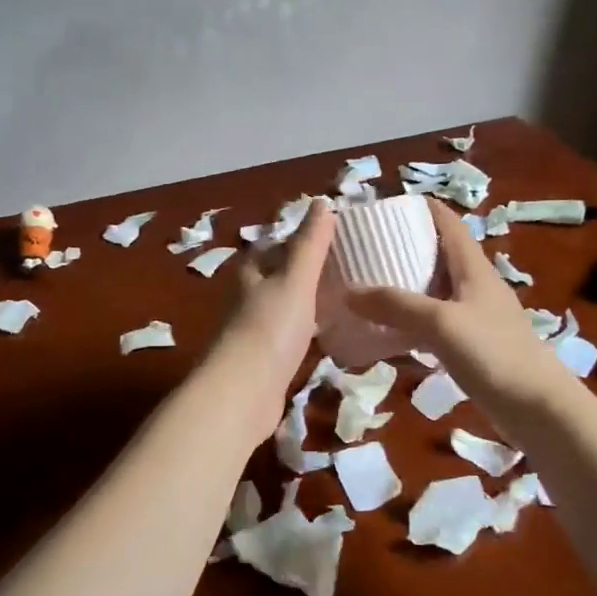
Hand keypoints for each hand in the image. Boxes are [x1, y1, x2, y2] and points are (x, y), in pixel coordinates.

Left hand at [211, 198, 335, 441]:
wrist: (243, 394)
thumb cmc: (269, 328)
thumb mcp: (295, 278)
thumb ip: (310, 243)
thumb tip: (322, 201)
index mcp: (250, 272)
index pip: (277, 245)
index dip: (304, 239)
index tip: (339, 238)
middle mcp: (248, 297)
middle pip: (281, 276)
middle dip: (311, 272)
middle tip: (353, 268)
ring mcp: (256, 331)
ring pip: (287, 307)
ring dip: (312, 302)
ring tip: (350, 297)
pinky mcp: (266, 360)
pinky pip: (292, 336)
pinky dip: (311, 330)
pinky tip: (333, 333)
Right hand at [348, 199, 564, 412]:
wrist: (537, 408)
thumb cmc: (494, 353)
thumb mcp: (440, 323)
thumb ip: (396, 306)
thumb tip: (348, 293)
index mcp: (474, 269)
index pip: (449, 224)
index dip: (422, 209)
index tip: (387, 206)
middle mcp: (476, 287)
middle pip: (439, 255)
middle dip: (406, 248)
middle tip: (367, 249)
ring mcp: (476, 318)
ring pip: (436, 292)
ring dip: (407, 287)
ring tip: (369, 287)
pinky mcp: (473, 347)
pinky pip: (436, 325)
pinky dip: (412, 322)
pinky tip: (389, 334)